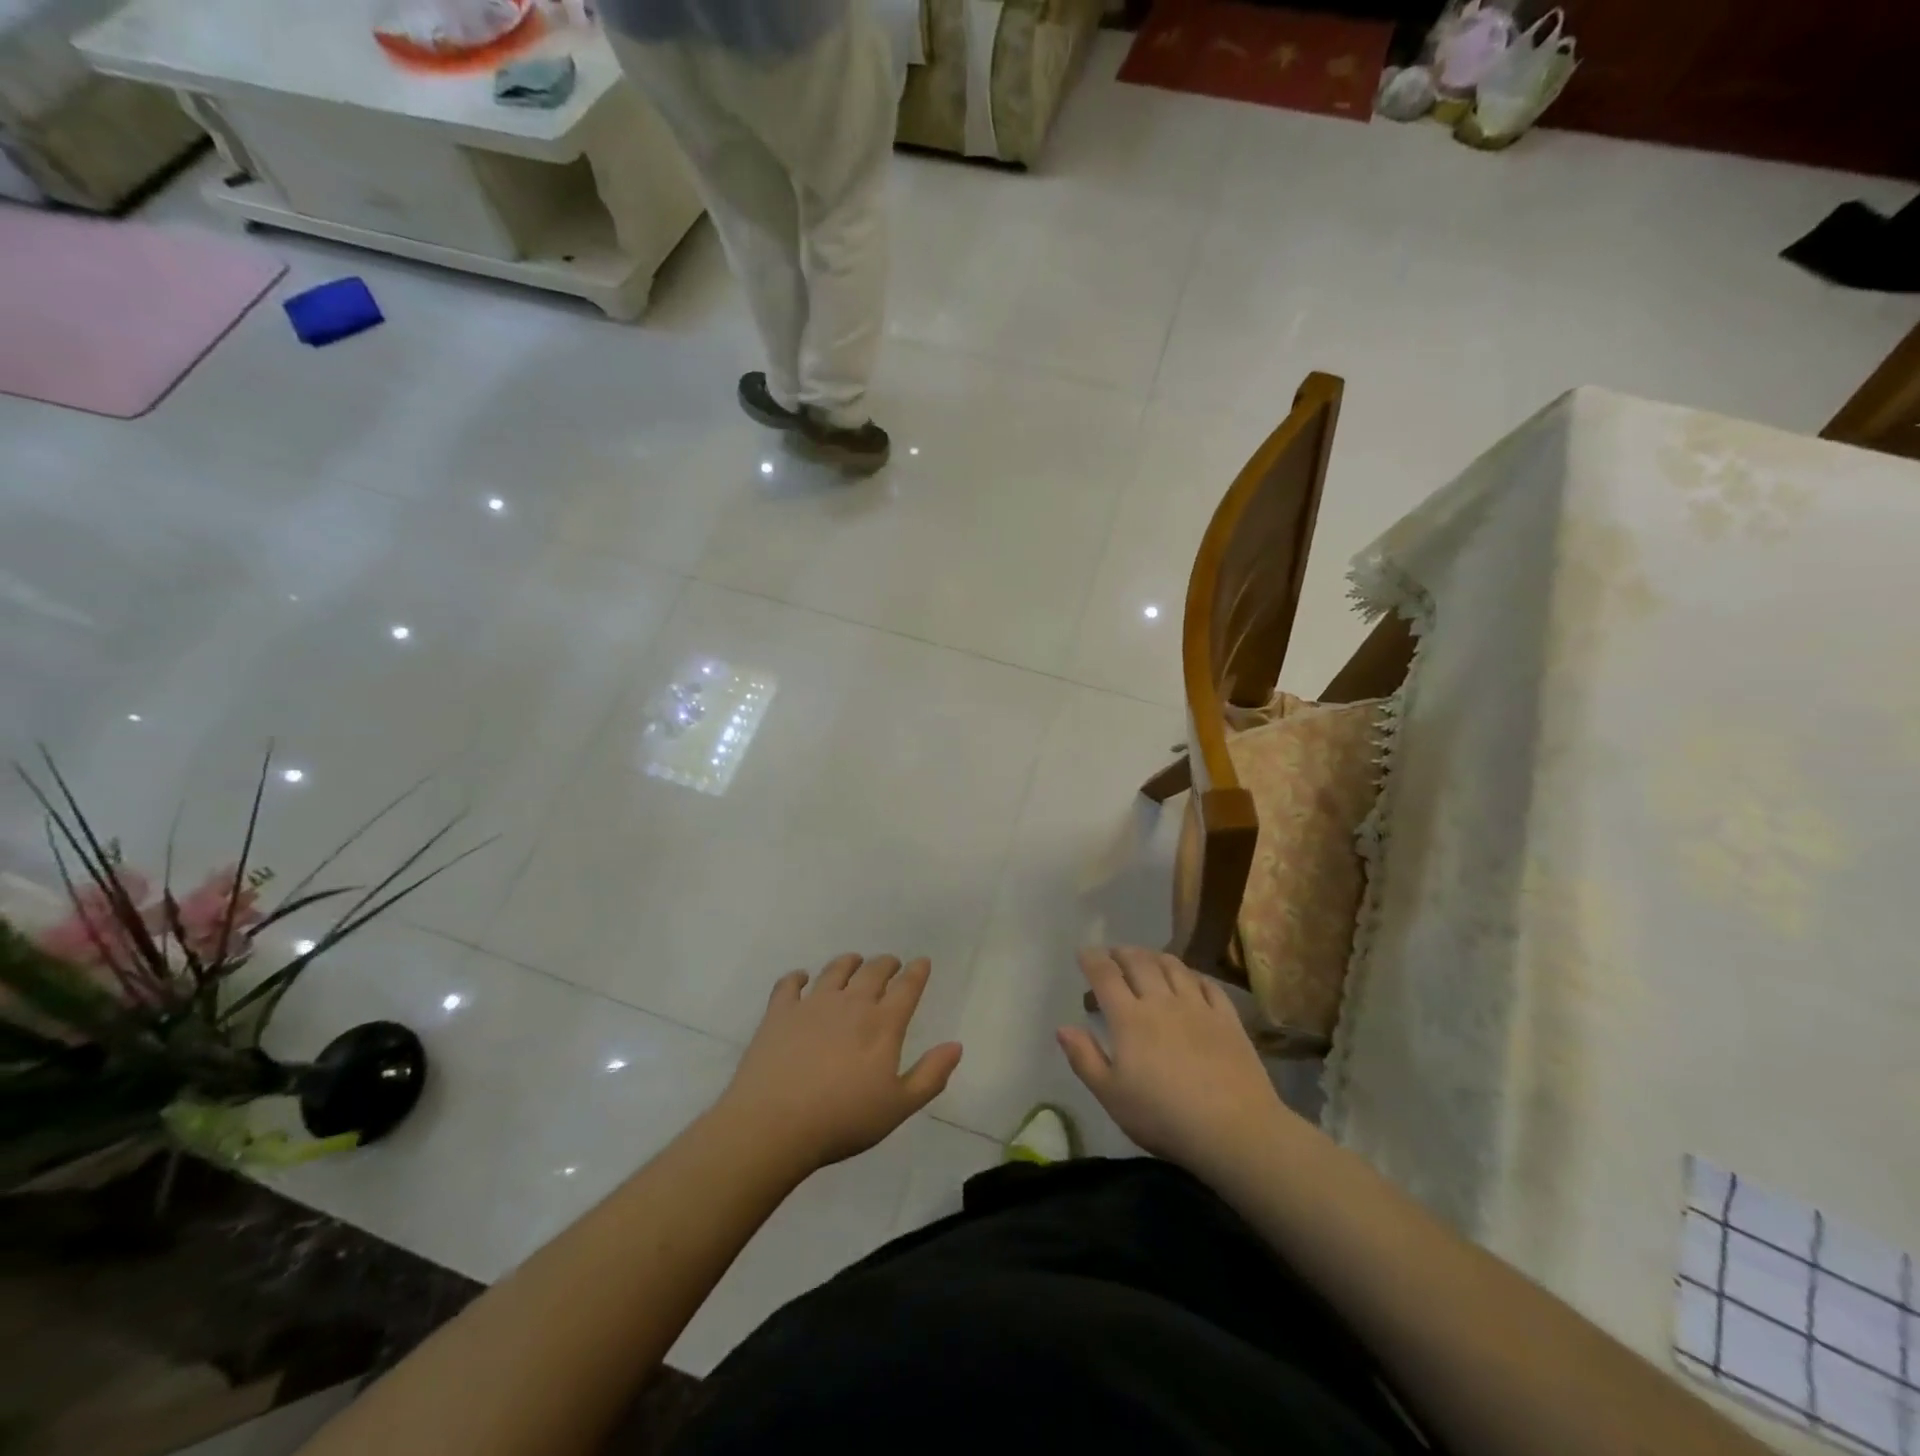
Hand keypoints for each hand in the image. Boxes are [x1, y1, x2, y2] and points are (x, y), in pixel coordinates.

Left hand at [717, 954, 962, 1172]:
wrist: (774, 1123)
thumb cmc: (842, 1120)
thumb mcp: (898, 1107)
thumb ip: (930, 1075)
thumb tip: (956, 1046)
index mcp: (882, 1024)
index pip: (907, 987)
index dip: (917, 972)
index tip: (922, 962)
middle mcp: (851, 1003)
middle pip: (873, 971)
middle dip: (886, 963)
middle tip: (891, 963)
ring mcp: (812, 1004)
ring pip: (835, 970)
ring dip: (849, 962)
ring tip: (854, 962)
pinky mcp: (779, 1012)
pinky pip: (789, 984)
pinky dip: (797, 977)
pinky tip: (801, 979)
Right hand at [1057, 946, 1292, 1177]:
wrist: (1234, 1130)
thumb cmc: (1163, 1117)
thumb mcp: (1112, 1096)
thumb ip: (1085, 1059)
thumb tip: (1062, 1027)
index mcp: (1129, 1019)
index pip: (1106, 976)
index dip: (1092, 960)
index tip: (1084, 953)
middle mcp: (1162, 1002)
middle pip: (1139, 963)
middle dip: (1122, 953)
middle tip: (1113, 953)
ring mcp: (1198, 1007)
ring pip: (1173, 967)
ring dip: (1155, 957)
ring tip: (1147, 957)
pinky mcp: (1227, 1019)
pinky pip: (1208, 984)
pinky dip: (1193, 975)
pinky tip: (1190, 979)